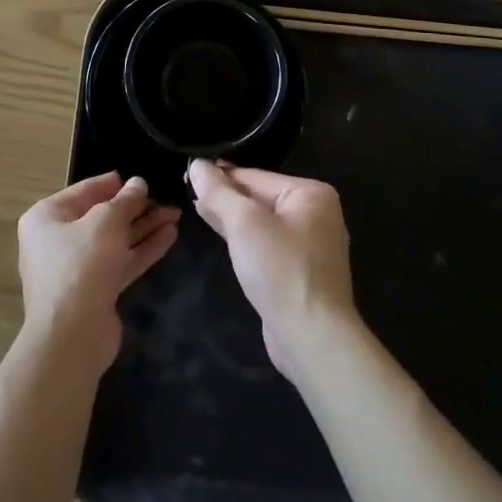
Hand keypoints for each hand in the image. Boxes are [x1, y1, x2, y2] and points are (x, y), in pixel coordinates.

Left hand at [17, 173, 179, 372]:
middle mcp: (57, 240)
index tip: (140, 178)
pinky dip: (142, 249)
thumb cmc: (81, 265)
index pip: (84, 190)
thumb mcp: (106, 222)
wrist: (72, 337)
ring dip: (144, 227)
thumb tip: (138, 183)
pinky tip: (170, 236)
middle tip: (166, 197)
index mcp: (47, 217)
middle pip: (102, 216)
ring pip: (115, 240)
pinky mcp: (95, 290)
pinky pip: (120, 261)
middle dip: (135, 207)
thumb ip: (125, 200)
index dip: (113, 184)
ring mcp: (76, 267)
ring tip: (175, 214)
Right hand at [187, 160, 357, 381]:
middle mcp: (315, 215)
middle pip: (259, 197)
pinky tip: (221, 235)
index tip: (187, 173)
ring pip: (261, 222)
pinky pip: (266, 245)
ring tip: (197, 207)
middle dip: (225, 196)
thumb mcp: (244, 223)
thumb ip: (219, 192)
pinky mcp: (299, 272)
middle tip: (186, 189)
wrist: (311, 337)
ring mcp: (309, 246)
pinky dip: (243, 239)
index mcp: (311, 194)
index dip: (220, 176)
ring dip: (231, 217)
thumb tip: (196, 165)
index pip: (255, 176)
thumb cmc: (280, 269)